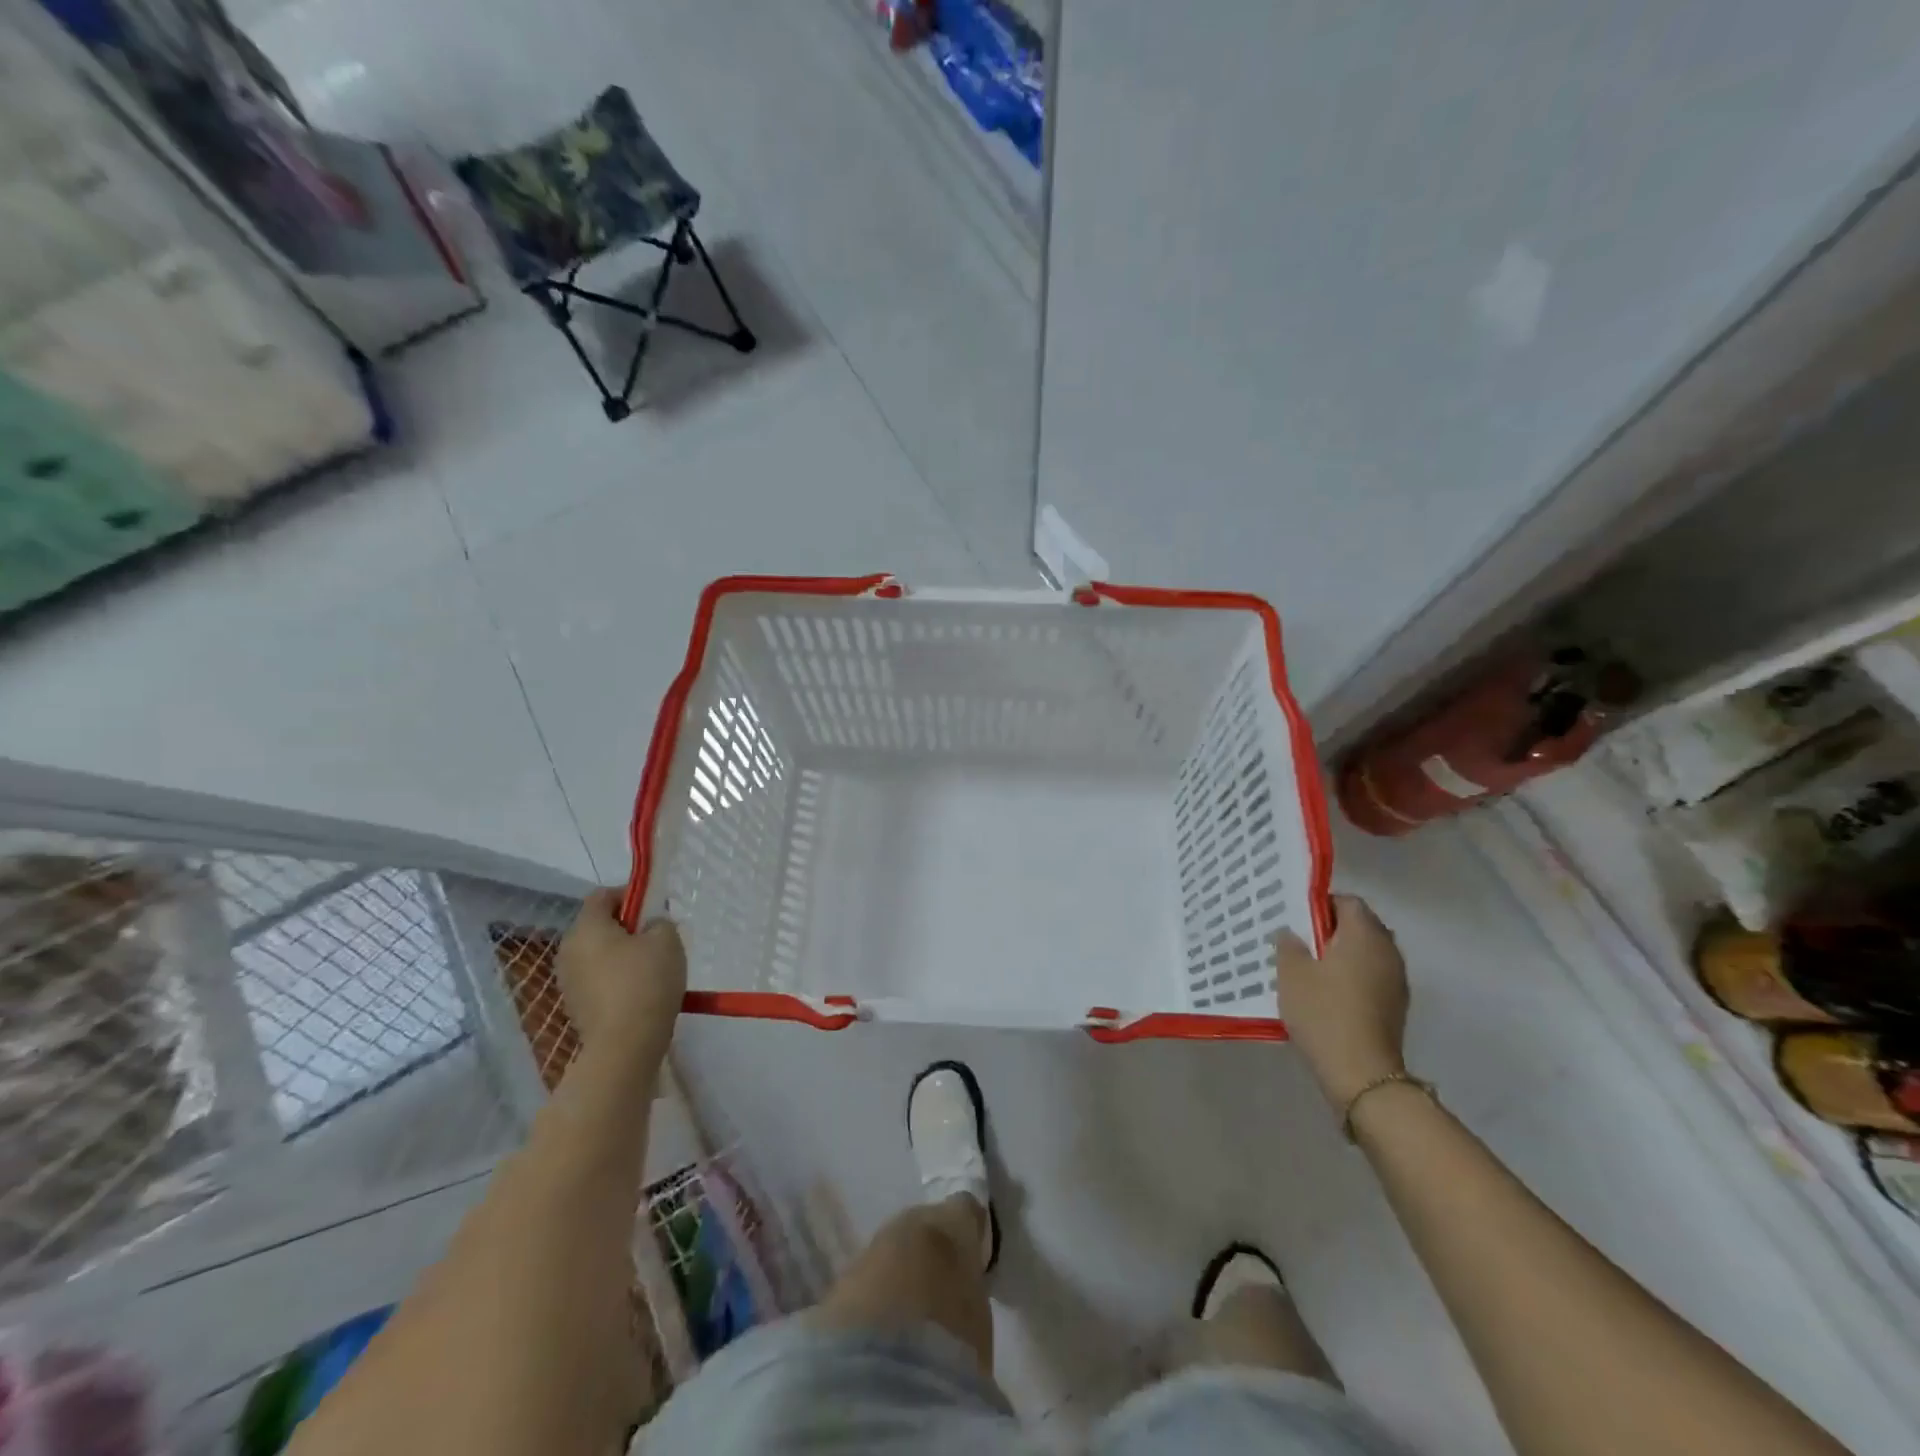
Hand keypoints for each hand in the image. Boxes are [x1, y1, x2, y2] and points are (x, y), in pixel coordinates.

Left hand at [553, 889, 685, 1063]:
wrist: (624, 1046)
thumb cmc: (646, 982)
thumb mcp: (667, 940)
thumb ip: (659, 922)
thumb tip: (650, 927)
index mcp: (586, 927)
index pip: (602, 895)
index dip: (630, 894)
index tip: (654, 908)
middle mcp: (568, 949)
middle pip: (597, 925)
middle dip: (626, 926)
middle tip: (656, 937)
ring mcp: (568, 980)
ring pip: (597, 953)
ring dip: (620, 953)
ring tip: (651, 966)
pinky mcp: (574, 1005)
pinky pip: (596, 978)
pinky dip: (615, 978)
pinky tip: (639, 991)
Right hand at [1275, 894, 1409, 1109]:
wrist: (1361, 1073)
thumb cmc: (1323, 1012)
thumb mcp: (1291, 973)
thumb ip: (1289, 945)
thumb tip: (1291, 933)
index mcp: (1365, 934)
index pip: (1348, 902)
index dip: (1321, 904)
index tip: (1297, 919)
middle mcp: (1388, 951)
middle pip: (1361, 926)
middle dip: (1331, 930)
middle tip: (1299, 942)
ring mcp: (1396, 980)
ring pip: (1367, 953)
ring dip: (1342, 955)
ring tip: (1310, 969)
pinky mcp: (1396, 1006)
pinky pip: (1371, 977)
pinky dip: (1352, 977)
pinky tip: (1327, 994)